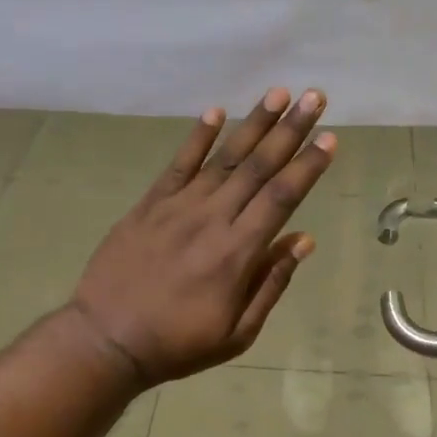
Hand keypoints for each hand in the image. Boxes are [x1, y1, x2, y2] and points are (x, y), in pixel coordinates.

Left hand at [69, 88, 335, 386]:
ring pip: (224, 158)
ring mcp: (179, 207)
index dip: (308, 165)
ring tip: (277, 93)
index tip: (329, 137)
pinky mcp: (150, 204)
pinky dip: (198, 137)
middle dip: (290, 130)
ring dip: (253, 123)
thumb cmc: (178, 343)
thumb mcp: (237, 333)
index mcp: (238, 253)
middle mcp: (213, 219)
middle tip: (313, 97)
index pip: (282, 197)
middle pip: (258, 167)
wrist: (106, 340)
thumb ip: (271, 283)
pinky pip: (178, 164)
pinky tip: (216, 111)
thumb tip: (304, 240)